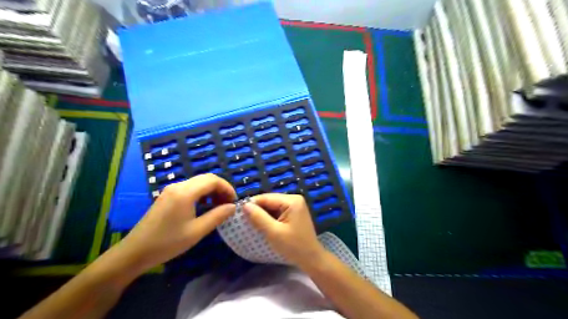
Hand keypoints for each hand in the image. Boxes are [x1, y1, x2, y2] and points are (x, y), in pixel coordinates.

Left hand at [116, 174, 235, 272]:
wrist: (135, 252)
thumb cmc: (168, 243)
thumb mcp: (197, 231)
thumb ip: (217, 216)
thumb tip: (232, 207)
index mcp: (185, 193)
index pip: (213, 180)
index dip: (227, 188)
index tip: (234, 201)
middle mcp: (178, 186)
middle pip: (206, 178)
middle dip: (221, 188)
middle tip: (228, 204)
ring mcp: (171, 190)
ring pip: (198, 182)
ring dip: (211, 190)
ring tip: (218, 205)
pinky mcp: (167, 195)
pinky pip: (190, 188)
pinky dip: (202, 193)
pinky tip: (204, 206)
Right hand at [243, 193, 322, 267]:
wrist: (311, 258)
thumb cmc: (293, 246)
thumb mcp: (273, 233)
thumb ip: (258, 218)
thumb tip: (244, 205)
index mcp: (292, 200)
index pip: (267, 198)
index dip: (252, 204)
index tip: (238, 213)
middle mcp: (294, 199)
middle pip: (270, 200)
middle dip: (257, 209)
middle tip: (244, 220)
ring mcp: (295, 205)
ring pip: (273, 206)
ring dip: (263, 214)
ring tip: (251, 223)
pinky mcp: (294, 212)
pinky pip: (278, 211)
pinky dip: (269, 217)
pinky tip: (263, 225)